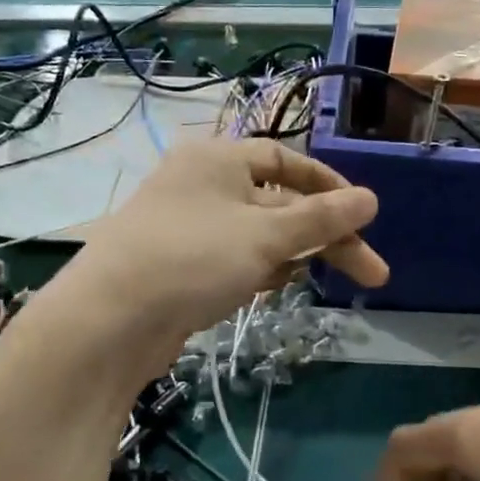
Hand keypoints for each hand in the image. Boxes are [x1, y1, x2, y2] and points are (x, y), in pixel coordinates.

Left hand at [61, 138, 387, 375]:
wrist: (108, 321)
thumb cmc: (193, 259)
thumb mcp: (265, 236)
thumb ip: (321, 218)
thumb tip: (371, 199)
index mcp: (218, 159)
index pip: (286, 159)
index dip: (329, 186)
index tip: (363, 216)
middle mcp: (202, 185)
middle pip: (279, 202)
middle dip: (325, 236)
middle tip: (371, 273)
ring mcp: (189, 227)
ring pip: (258, 234)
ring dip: (295, 254)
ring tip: (329, 280)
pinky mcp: (181, 266)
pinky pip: (235, 258)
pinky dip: (261, 270)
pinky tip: (278, 288)